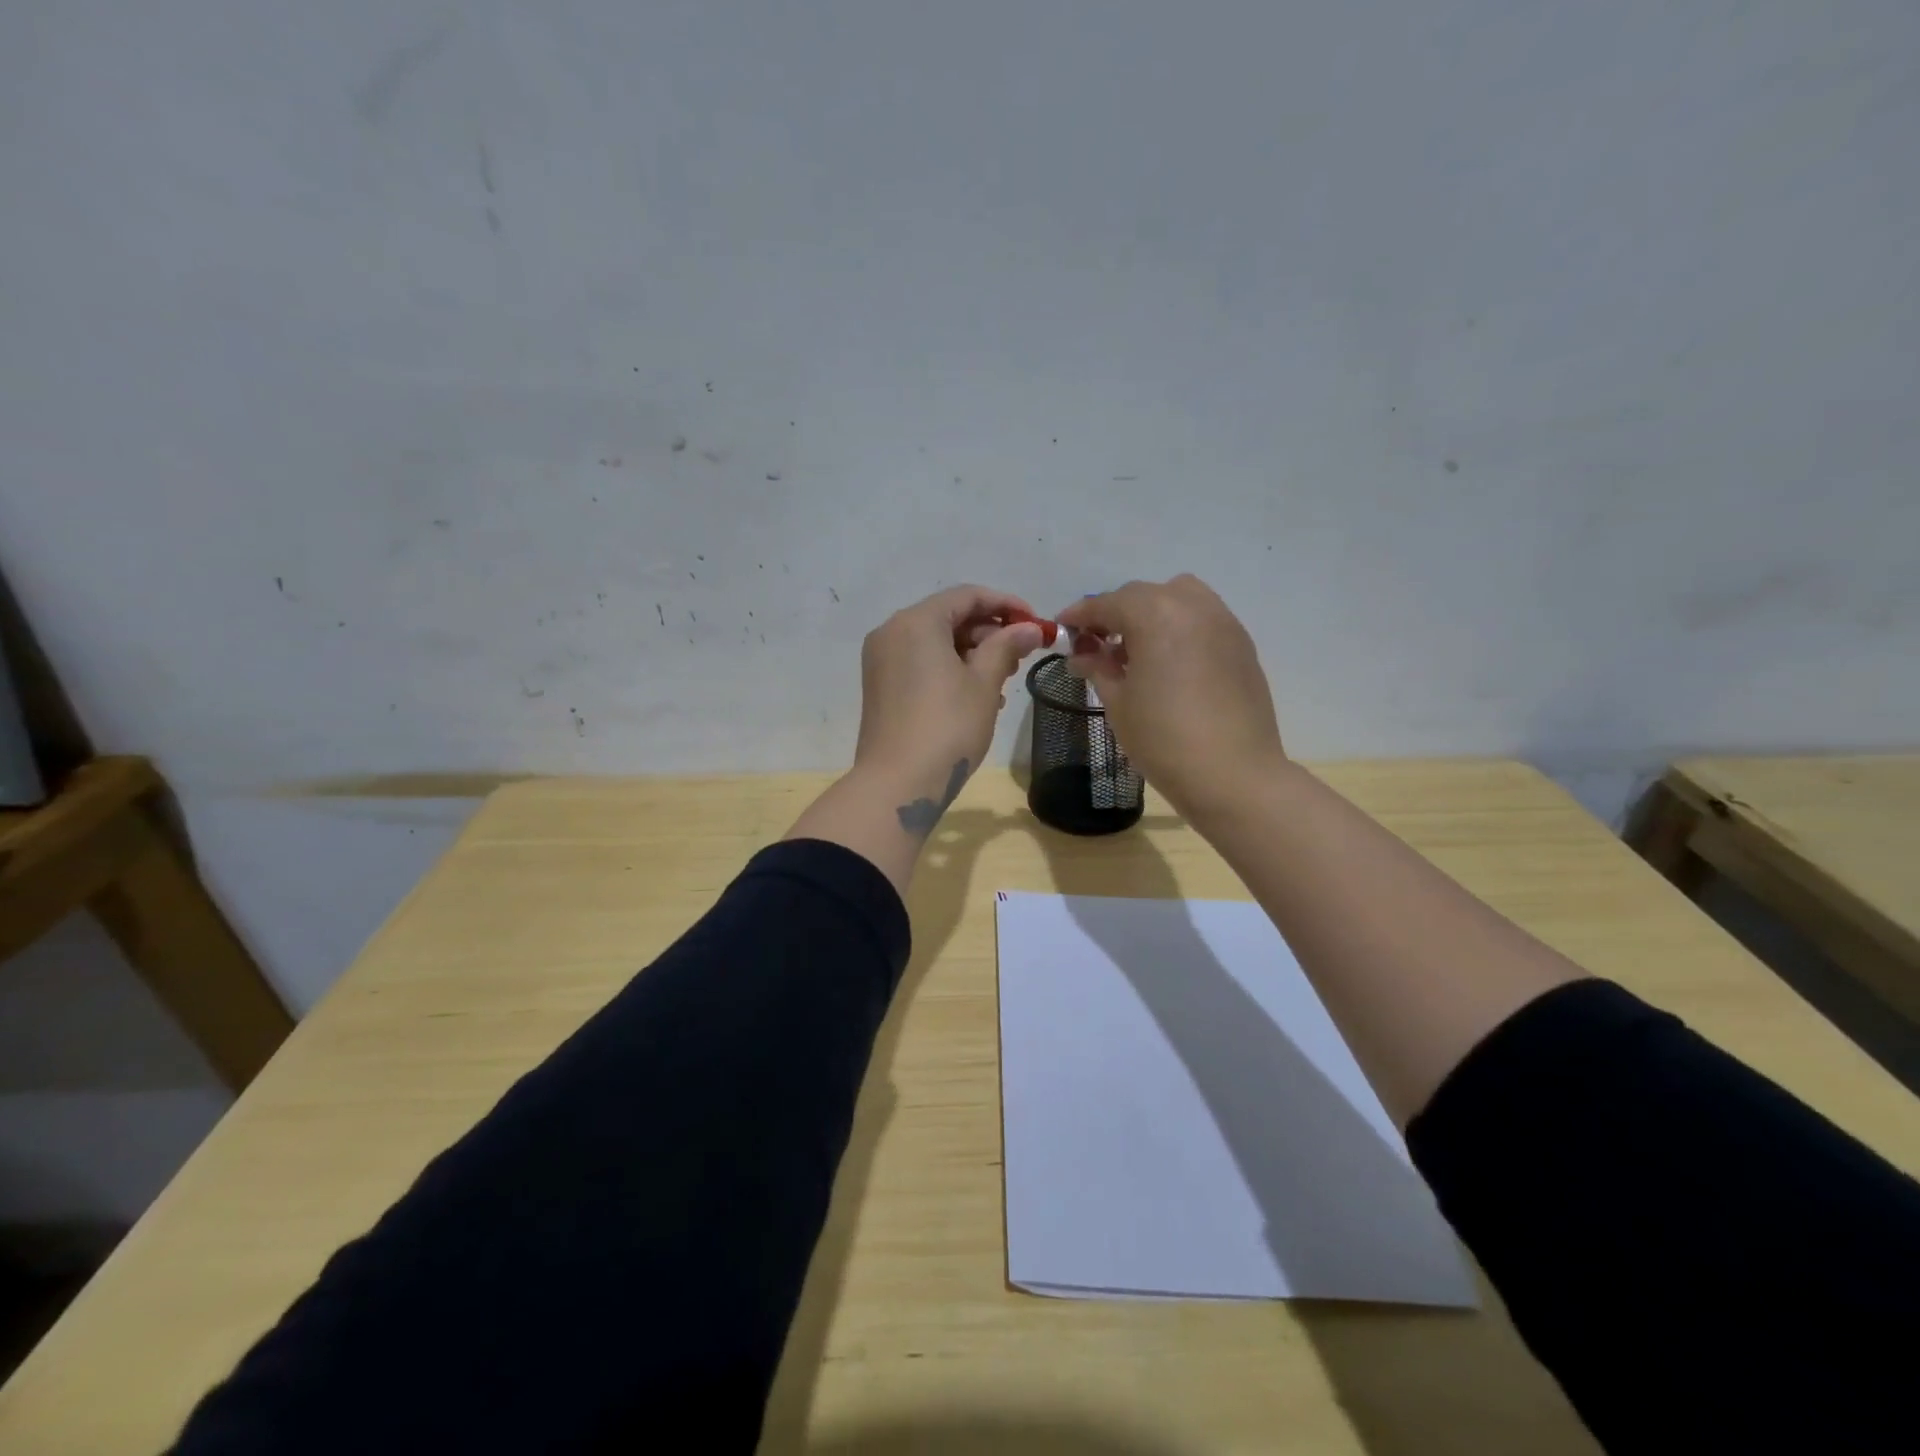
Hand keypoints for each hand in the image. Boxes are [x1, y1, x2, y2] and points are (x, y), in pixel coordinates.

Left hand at [854, 585, 1047, 826]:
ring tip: (1003, 681)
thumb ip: (1006, 646)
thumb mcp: (984, 683)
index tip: (1035, 623)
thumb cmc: (947, 727)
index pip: (967, 596)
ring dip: (972, 654)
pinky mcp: (880, 685)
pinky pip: (921, 663)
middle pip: (949, 617)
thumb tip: (1028, 628)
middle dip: (989, 632)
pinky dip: (949, 669)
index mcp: (916, 622)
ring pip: (935, 642)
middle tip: (1020, 657)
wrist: (898, 784)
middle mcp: (892, 632)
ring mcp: (881, 660)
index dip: (1006, 605)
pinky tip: (976, 696)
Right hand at [1056, 575, 1285, 816]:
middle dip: (1115, 614)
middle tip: (1096, 645)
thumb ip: (1098, 668)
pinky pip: (1202, 619)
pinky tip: (1170, 662)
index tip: (1062, 628)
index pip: (1107, 604)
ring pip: (1178, 599)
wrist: (1233, 774)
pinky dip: (1179, 628)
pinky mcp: (1241, 644)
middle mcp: (1191, 606)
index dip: (1080, 615)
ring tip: (1137, 650)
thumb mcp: (1118, 703)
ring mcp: (1223, 622)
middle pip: (1143, 596)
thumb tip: (1082, 655)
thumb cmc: (1164, 739)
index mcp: (1155, 615)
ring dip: (1151, 614)